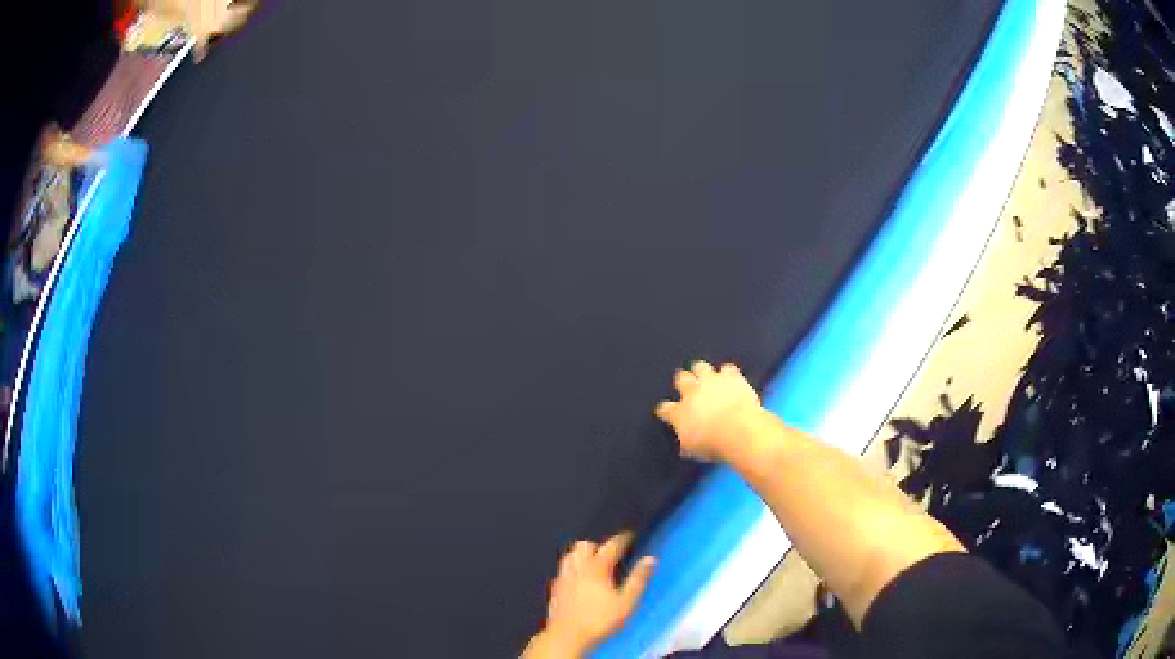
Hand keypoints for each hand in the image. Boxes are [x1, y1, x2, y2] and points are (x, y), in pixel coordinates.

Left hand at [540, 533, 655, 653]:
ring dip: (581, 554)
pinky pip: (562, 569)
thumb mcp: (627, 602)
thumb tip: (650, 559)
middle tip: (610, 552)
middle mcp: (577, 568)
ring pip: (570, 555)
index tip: (630, 536)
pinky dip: (572, 568)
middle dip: (598, 545)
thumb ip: (638, 579)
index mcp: (596, 568)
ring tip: (593, 562)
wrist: (568, 636)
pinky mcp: (555, 589)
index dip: (622, 539)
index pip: (611, 546)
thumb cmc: (600, 620)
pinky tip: (578, 579)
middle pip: (584, 545)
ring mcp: (563, 577)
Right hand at [655, 361, 762, 462]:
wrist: (738, 430)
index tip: (668, 413)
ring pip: (700, 367)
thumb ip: (687, 444)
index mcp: (679, 413)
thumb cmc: (714, 444)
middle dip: (682, 380)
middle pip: (681, 379)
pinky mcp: (730, 377)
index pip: (665, 408)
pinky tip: (730, 376)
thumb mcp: (695, 451)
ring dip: (701, 370)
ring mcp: (711, 381)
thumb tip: (685, 447)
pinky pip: (728, 369)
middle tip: (686, 384)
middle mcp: (692, 393)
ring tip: (704, 374)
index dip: (666, 410)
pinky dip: (728, 373)